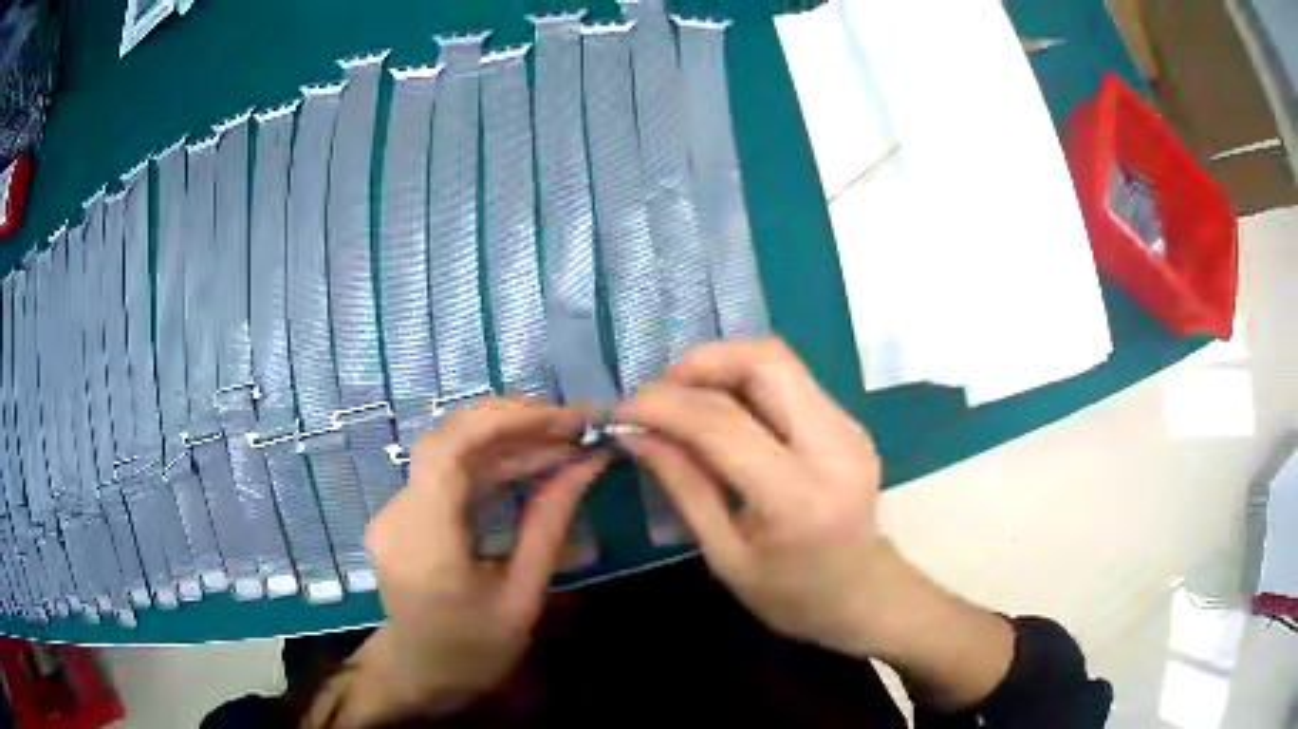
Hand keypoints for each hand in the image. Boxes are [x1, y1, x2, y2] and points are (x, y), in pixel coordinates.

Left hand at [316, 400, 608, 725]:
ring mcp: (395, 510)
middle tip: (573, 427)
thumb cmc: (476, 651)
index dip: (504, 421)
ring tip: (562, 443)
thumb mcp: (523, 596)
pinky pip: (446, 473)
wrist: (422, 674)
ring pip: (449, 452)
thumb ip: (548, 525)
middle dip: (513, 424)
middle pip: (448, 441)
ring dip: (506, 441)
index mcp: (425, 542)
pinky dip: (489, 462)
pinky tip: (528, 464)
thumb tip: (587, 465)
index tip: (562, 418)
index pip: (449, 451)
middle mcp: (398, 514)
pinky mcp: (403, 512)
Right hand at [617, 339, 891, 655]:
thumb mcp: (724, 556)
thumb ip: (683, 486)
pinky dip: (743, 383)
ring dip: (721, 368)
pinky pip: (789, 380)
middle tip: (659, 394)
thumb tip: (636, 432)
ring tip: (682, 401)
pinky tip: (719, 414)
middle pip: (765, 361)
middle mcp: (834, 447)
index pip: (724, 423)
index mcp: (799, 497)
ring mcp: (849, 427)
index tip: (624, 408)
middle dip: (701, 363)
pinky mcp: (849, 421)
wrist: (864, 594)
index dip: (665, 405)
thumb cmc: (791, 596)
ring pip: (778, 361)